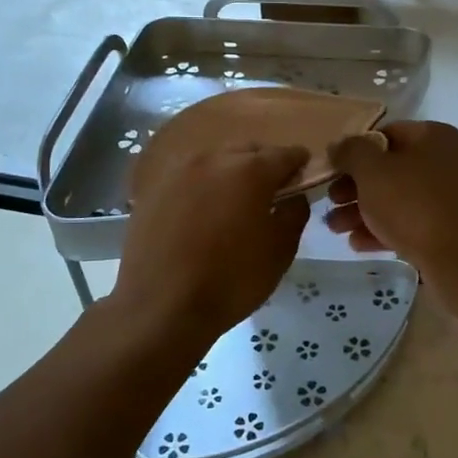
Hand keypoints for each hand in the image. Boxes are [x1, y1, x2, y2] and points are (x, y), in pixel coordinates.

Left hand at [111, 144, 308, 348]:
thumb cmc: (231, 280)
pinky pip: (188, 177)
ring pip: (215, 160)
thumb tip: (293, 196)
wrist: (160, 306)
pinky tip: (202, 211)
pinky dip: (202, 186)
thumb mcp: (280, 251)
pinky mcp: (153, 189)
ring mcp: (178, 171)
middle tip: (270, 190)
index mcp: (250, 170)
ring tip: (234, 200)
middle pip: (247, 150)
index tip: (304, 175)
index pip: (285, 154)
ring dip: (230, 172)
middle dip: (263, 164)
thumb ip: (294, 214)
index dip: (299, 163)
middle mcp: (213, 159)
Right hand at [324, 122, 457, 279]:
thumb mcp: (373, 171)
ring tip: (335, 228)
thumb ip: (351, 153)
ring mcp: (448, 198)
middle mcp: (444, 162)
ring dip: (362, 212)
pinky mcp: (448, 230)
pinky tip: (357, 244)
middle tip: (330, 202)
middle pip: (388, 170)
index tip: (332, 171)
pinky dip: (382, 230)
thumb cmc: (414, 204)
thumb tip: (340, 146)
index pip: (385, 134)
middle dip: (354, 188)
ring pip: (396, 200)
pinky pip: (409, 224)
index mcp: (432, 137)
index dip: (355, 151)